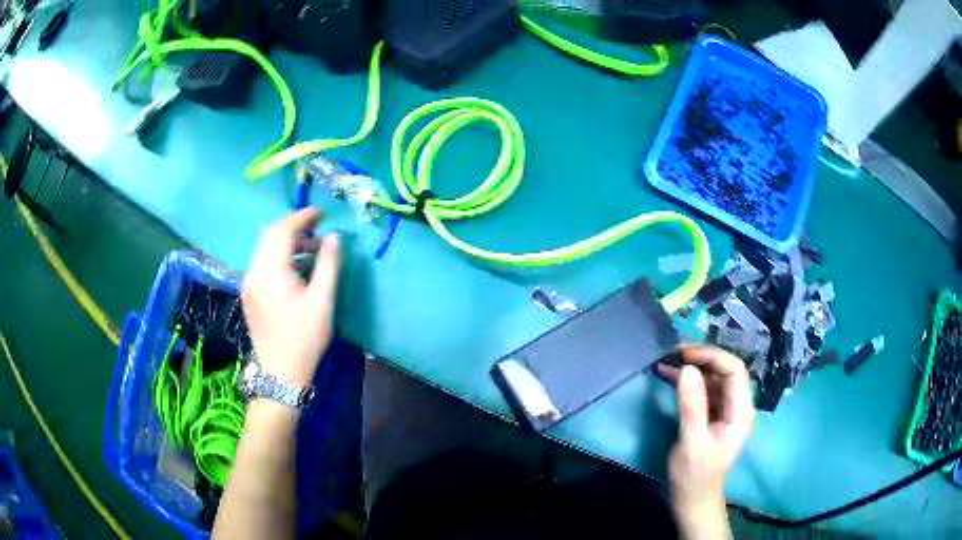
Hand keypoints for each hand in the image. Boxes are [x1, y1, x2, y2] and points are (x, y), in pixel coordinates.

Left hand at [242, 208, 341, 386]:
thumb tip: (334, 237)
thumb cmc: (305, 336)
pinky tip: (297, 269)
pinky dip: (279, 258)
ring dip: (287, 243)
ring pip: (265, 250)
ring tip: (312, 250)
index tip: (321, 214)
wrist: (281, 371)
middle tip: (317, 228)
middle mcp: (254, 271)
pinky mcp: (249, 294)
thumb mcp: (322, 299)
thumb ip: (329, 264)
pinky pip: (262, 264)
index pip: (282, 230)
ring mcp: (249, 283)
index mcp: (271, 270)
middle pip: (270, 236)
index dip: (302, 217)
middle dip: (294, 227)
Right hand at [656, 345, 754, 538]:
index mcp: (741, 411)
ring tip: (668, 359)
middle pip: (725, 370)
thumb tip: (687, 369)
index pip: (735, 371)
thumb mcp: (692, 442)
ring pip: (713, 378)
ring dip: (693, 367)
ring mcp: (724, 410)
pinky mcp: (711, 415)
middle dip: (702, 358)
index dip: (713, 356)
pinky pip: (703, 390)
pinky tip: (668, 374)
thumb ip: (692, 406)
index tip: (686, 354)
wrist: (693, 500)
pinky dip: (687, 381)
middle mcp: (737, 406)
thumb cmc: (695, 475)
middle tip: (674, 353)